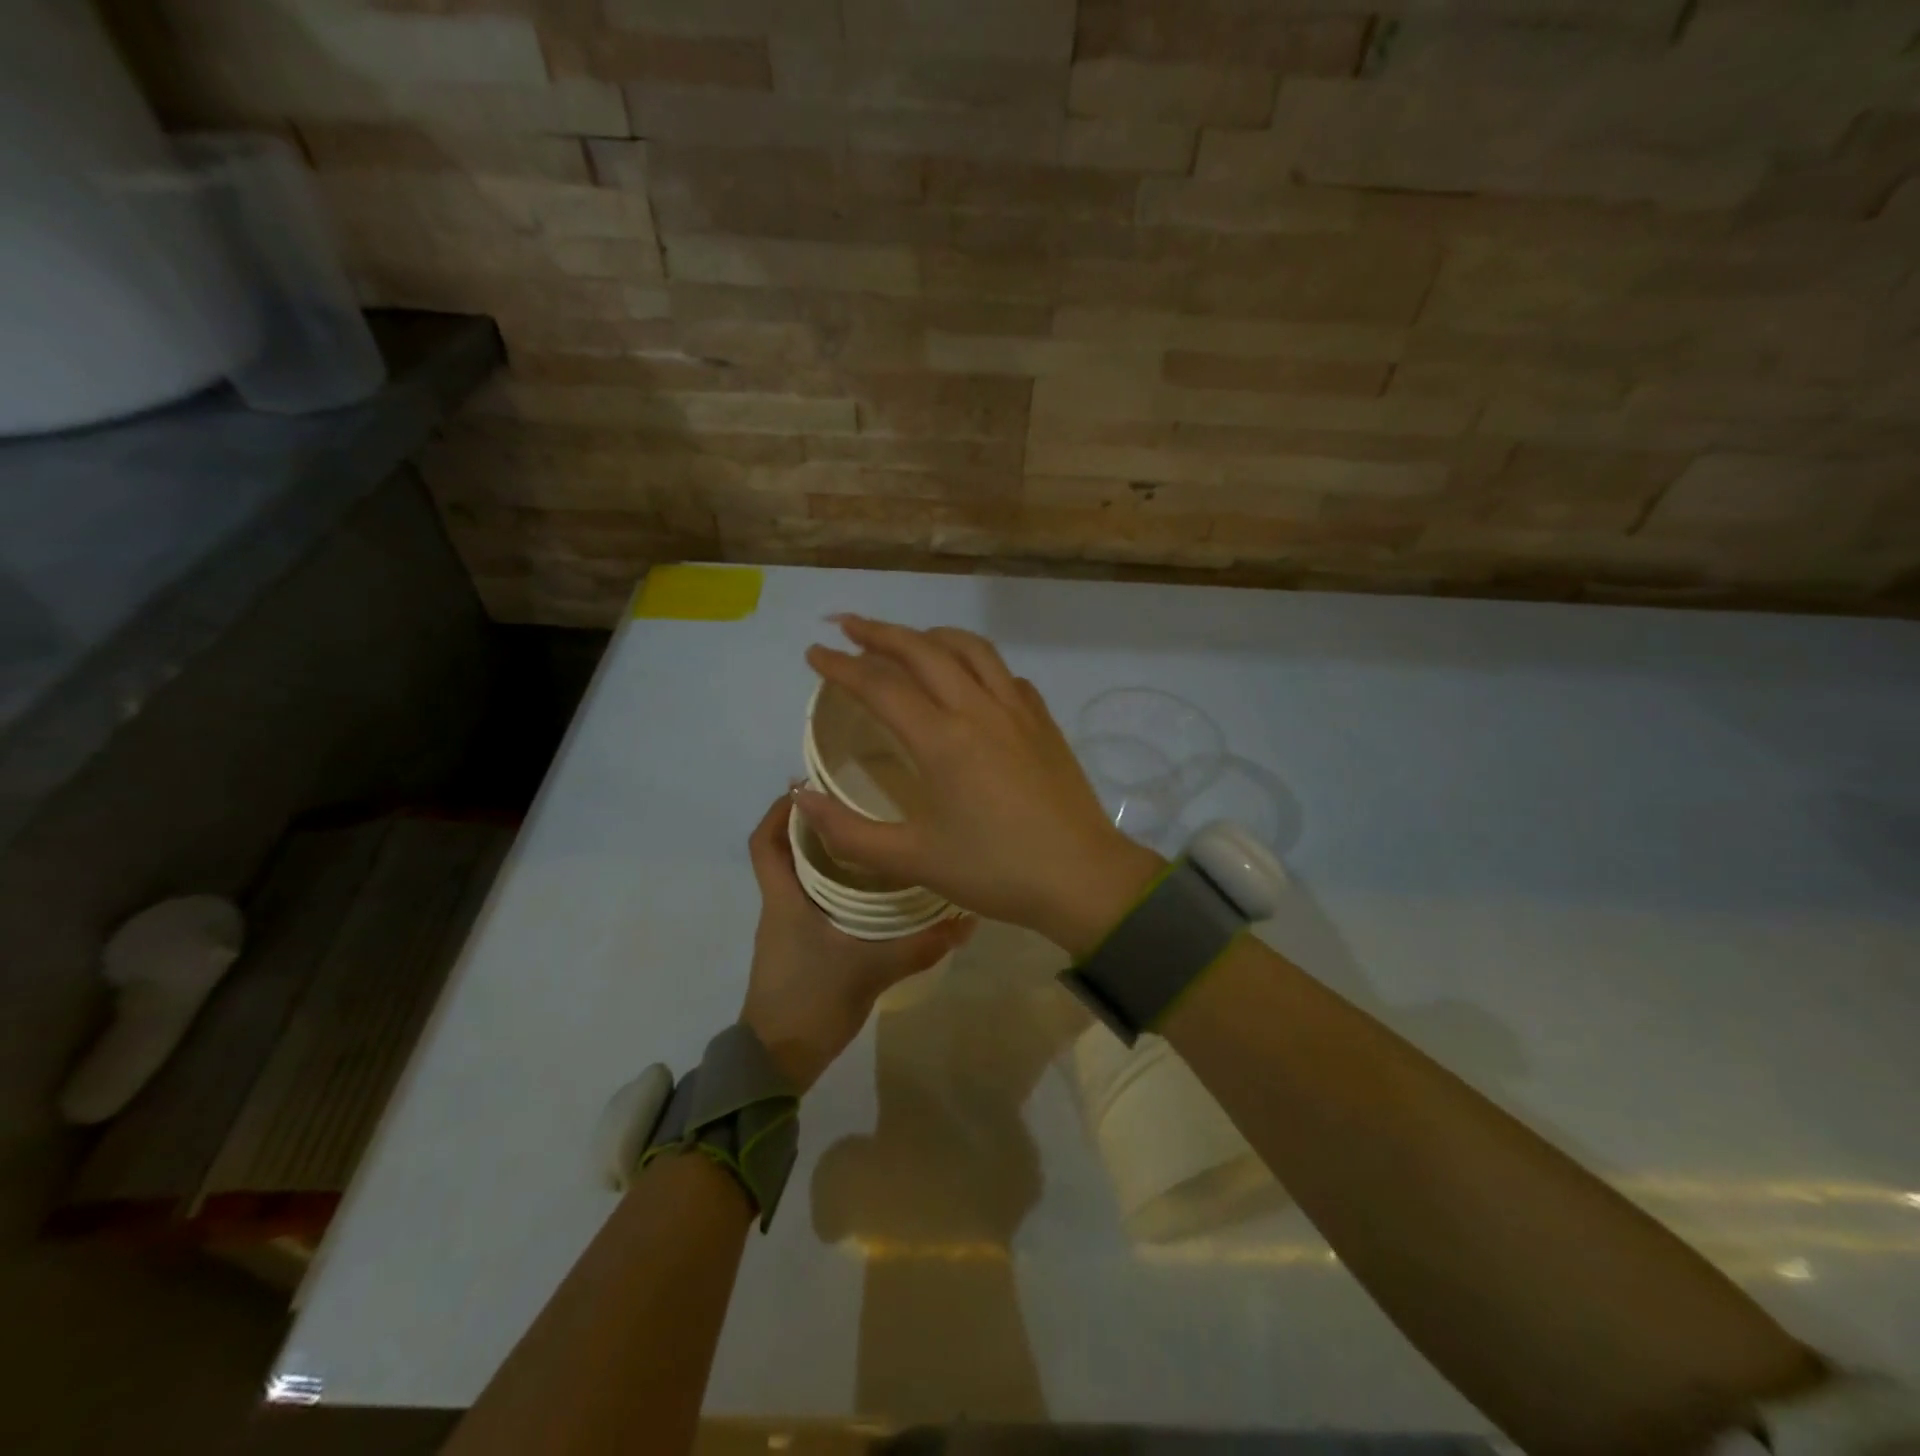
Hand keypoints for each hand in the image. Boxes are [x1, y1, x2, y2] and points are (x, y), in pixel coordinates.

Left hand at [739, 794, 973, 1091]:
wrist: (778, 1061)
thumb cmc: (812, 1000)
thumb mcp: (871, 969)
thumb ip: (920, 945)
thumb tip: (966, 920)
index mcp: (784, 898)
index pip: (765, 841)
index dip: (781, 810)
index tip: (810, 787)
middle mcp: (780, 905)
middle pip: (785, 851)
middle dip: (815, 825)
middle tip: (857, 805)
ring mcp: (786, 929)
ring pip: (800, 877)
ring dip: (826, 855)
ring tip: (870, 839)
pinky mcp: (798, 948)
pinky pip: (811, 901)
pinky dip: (833, 885)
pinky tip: (869, 891)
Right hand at [797, 617, 1163, 957]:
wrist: (1082, 877)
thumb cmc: (995, 870)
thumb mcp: (913, 860)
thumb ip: (849, 832)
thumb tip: (801, 798)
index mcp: (942, 740)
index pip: (880, 686)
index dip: (841, 666)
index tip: (814, 653)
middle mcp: (978, 709)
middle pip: (923, 650)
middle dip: (879, 632)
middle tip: (847, 625)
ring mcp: (1017, 709)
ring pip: (970, 648)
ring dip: (930, 635)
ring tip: (905, 639)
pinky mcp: (1043, 720)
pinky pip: (1003, 673)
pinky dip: (974, 661)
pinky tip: (968, 678)